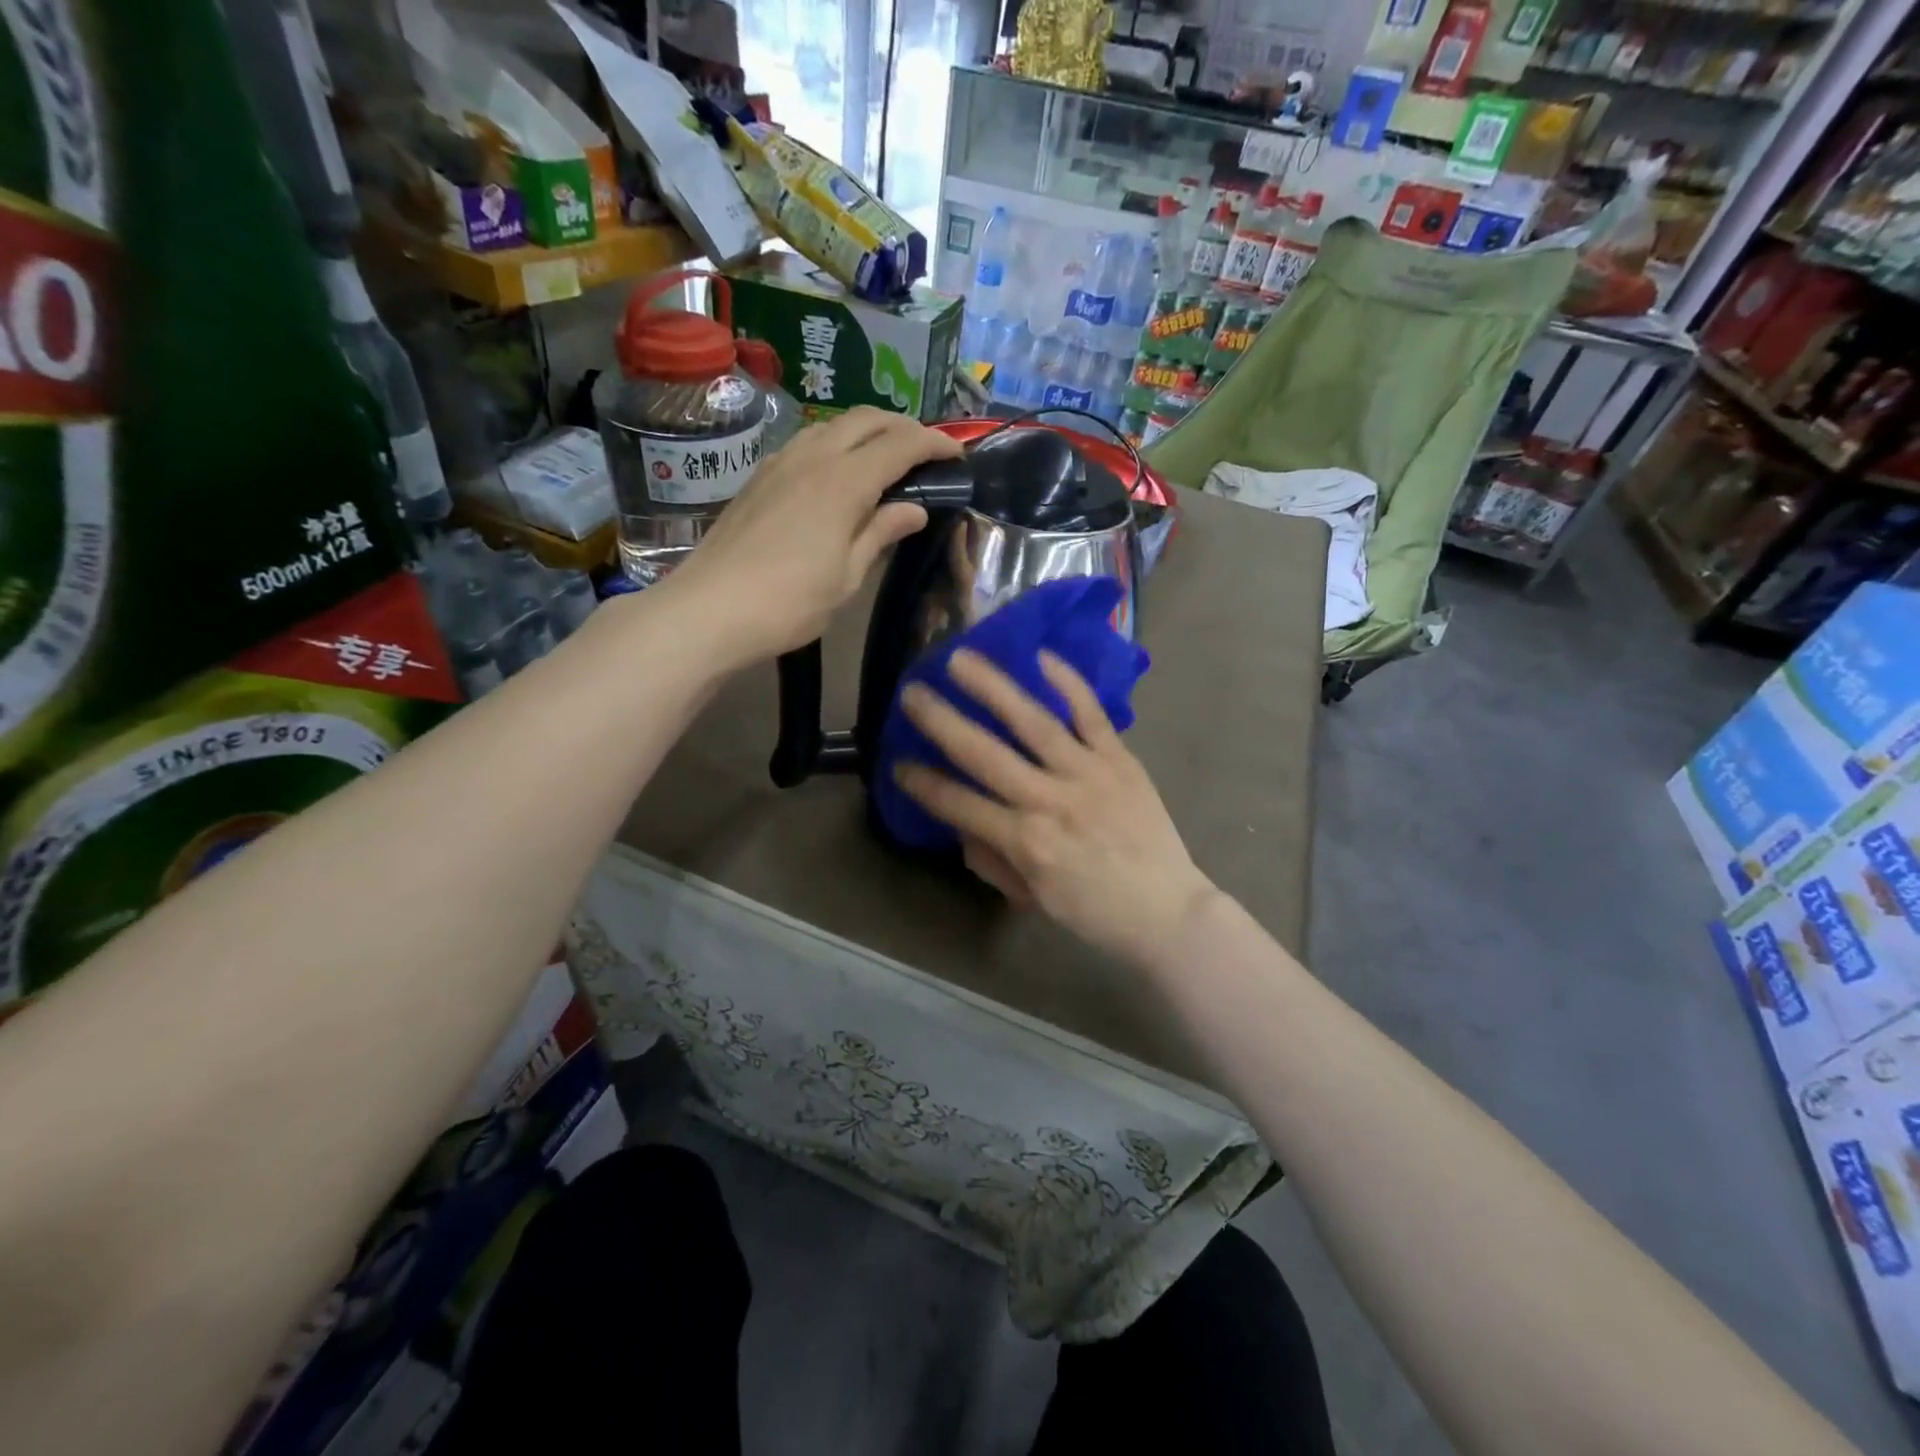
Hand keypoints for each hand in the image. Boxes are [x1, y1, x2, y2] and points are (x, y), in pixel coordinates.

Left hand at [667, 406, 962, 665]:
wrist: (710, 609)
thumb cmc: (789, 602)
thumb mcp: (847, 577)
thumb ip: (880, 534)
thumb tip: (913, 509)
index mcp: (843, 482)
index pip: (900, 444)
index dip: (934, 443)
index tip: (957, 454)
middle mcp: (813, 457)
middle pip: (866, 420)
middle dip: (902, 426)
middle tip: (925, 450)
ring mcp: (780, 463)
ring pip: (832, 425)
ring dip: (866, 430)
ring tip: (885, 456)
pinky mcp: (759, 477)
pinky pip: (807, 442)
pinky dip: (836, 444)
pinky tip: (838, 471)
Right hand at [893, 647, 1216, 968]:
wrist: (1168, 910)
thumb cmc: (1094, 912)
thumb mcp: (1032, 898)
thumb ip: (992, 859)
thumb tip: (962, 824)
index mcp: (1026, 842)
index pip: (960, 805)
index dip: (923, 783)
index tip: (897, 762)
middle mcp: (1050, 801)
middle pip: (985, 754)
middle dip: (942, 722)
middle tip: (912, 691)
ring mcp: (1088, 773)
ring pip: (1033, 723)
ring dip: (993, 688)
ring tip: (961, 659)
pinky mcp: (1120, 759)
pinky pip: (1091, 715)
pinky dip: (1068, 684)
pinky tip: (1040, 656)